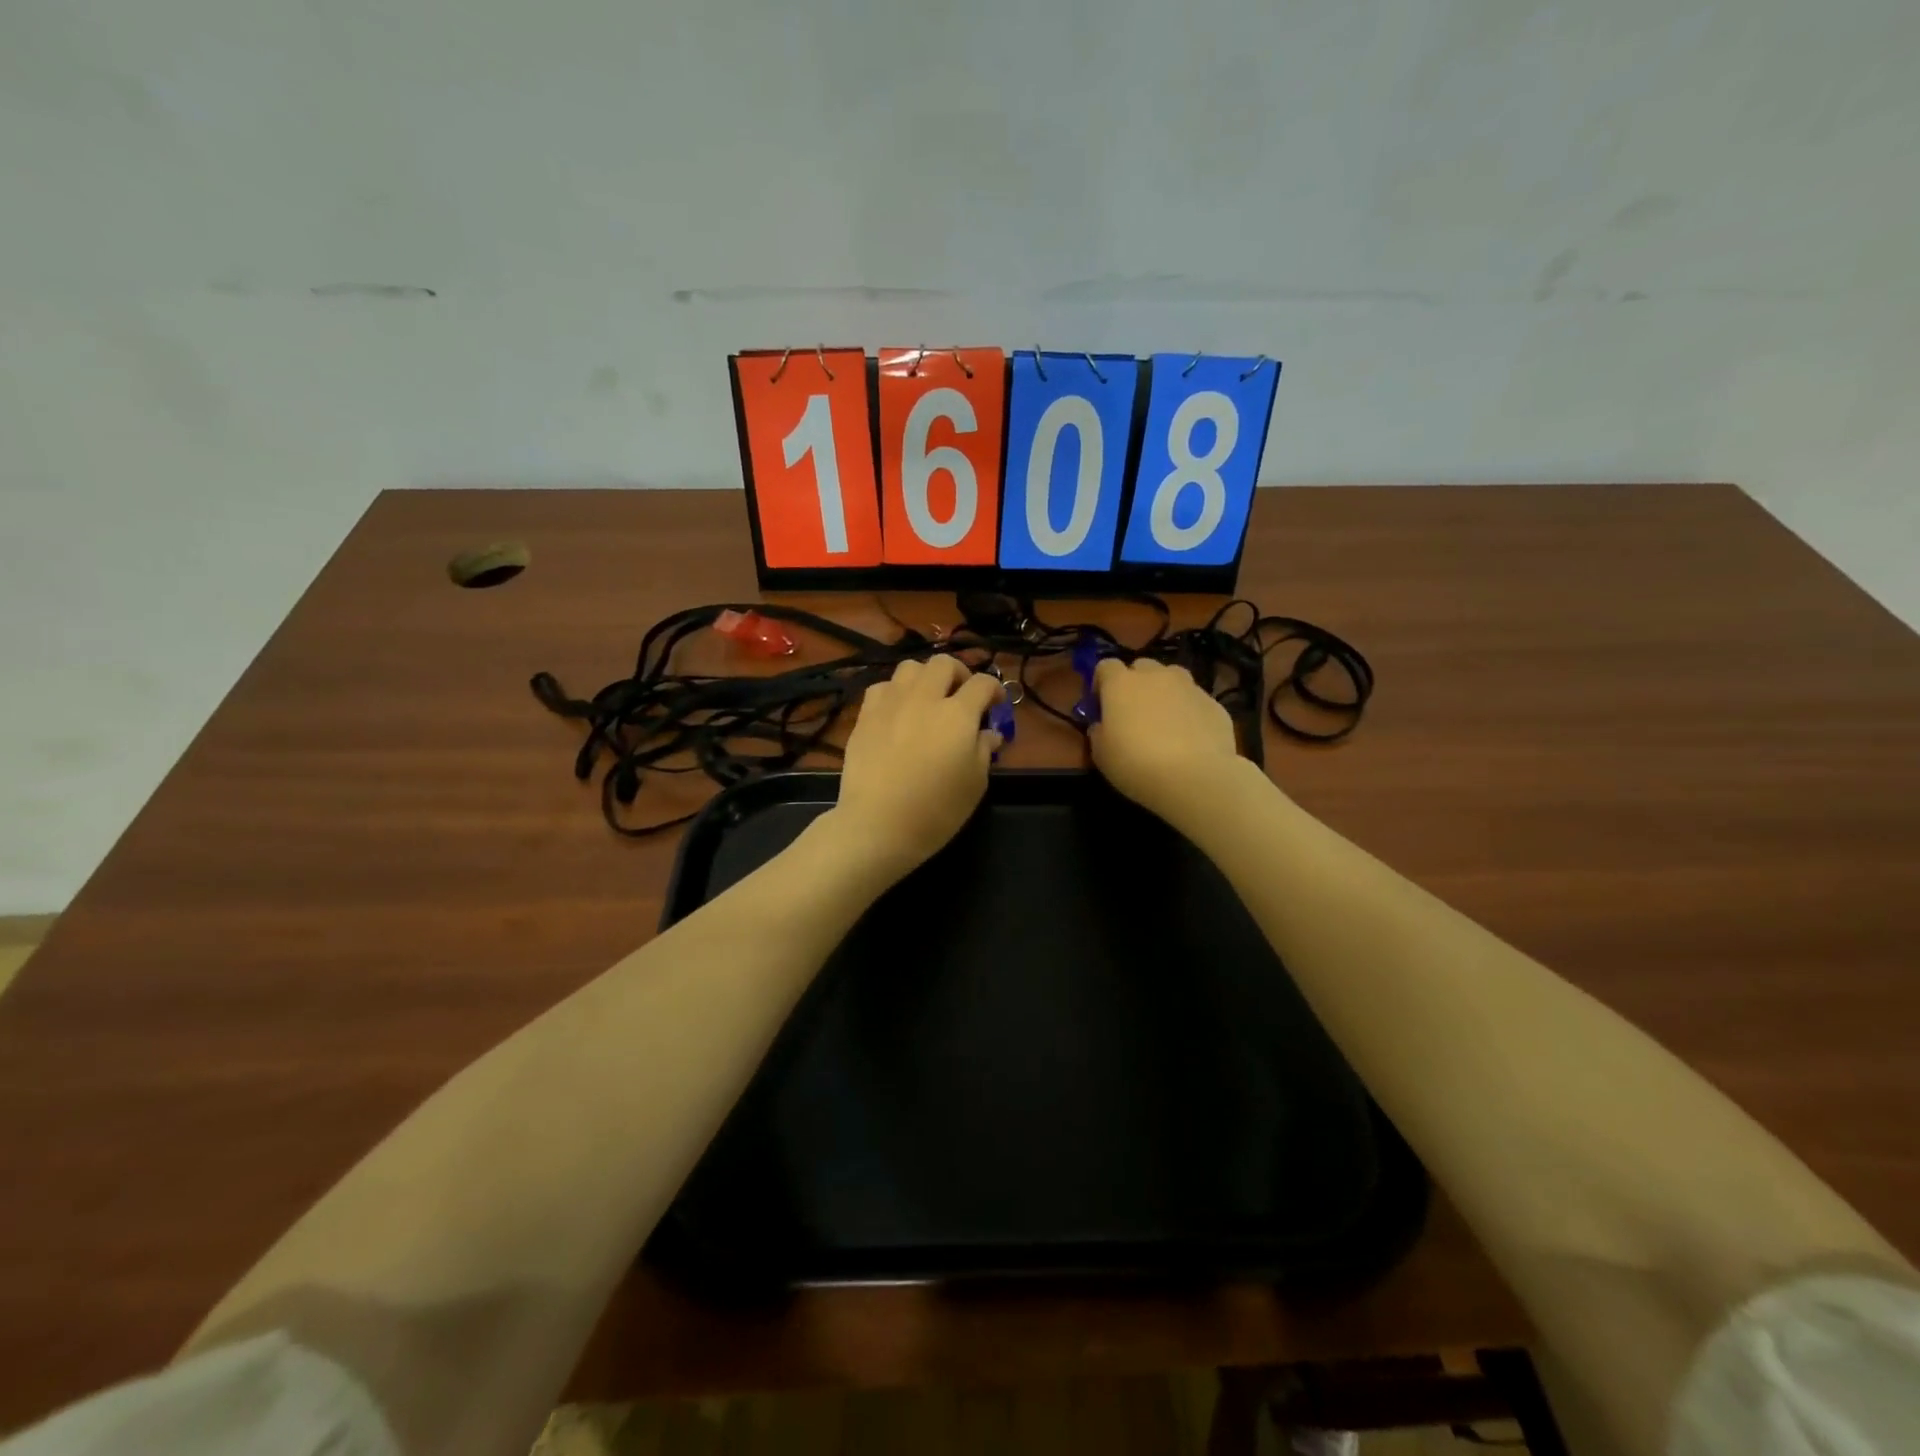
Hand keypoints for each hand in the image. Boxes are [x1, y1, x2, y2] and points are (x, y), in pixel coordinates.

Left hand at [833, 656, 1003, 879]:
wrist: (877, 825)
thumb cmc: (935, 810)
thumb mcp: (974, 785)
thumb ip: (984, 751)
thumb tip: (989, 733)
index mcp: (957, 714)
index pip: (983, 684)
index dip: (994, 689)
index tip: (996, 704)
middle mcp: (924, 698)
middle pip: (944, 664)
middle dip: (959, 673)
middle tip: (962, 695)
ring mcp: (891, 703)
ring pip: (910, 667)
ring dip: (925, 677)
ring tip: (928, 698)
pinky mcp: (865, 715)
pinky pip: (882, 687)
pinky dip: (895, 692)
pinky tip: (897, 711)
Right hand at [1089, 658, 1246, 826]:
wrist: (1195, 777)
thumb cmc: (1136, 764)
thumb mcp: (1101, 755)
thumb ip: (1098, 732)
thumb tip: (1102, 725)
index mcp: (1121, 684)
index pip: (1106, 666)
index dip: (1101, 683)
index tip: (1101, 705)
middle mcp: (1155, 676)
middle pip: (1141, 667)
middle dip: (1135, 684)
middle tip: (1134, 712)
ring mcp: (1188, 686)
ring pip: (1172, 678)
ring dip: (1165, 692)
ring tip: (1164, 721)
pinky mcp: (1214, 703)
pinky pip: (1194, 701)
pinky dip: (1189, 712)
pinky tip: (1189, 739)